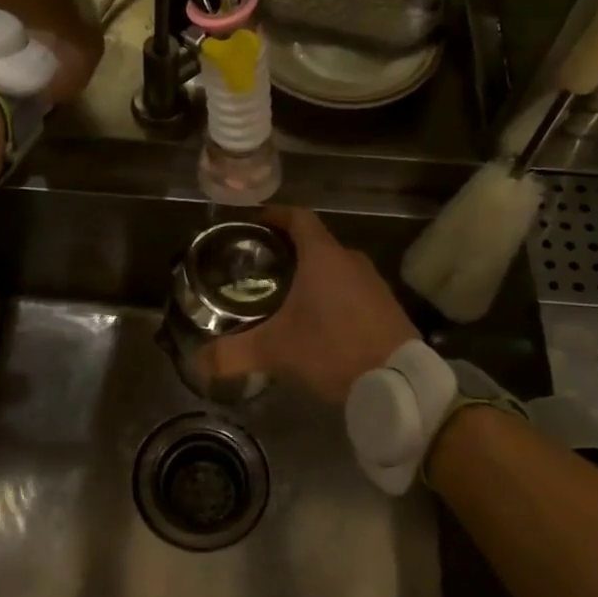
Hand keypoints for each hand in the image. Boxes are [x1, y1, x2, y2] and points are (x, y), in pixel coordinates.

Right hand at [203, 207, 418, 405]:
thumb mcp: (277, 350)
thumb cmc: (333, 349)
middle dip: (287, 250)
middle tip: (259, 266)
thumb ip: (233, 354)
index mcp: (323, 256)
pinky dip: (331, 294)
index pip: (297, 218)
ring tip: (283, 293)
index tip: (254, 221)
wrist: (400, 381)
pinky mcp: (386, 306)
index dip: (274, 214)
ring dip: (311, 274)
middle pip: (314, 242)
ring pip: (334, 267)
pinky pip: (351, 288)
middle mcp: (350, 260)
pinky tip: (317, 320)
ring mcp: (373, 283)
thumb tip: (197, 363)